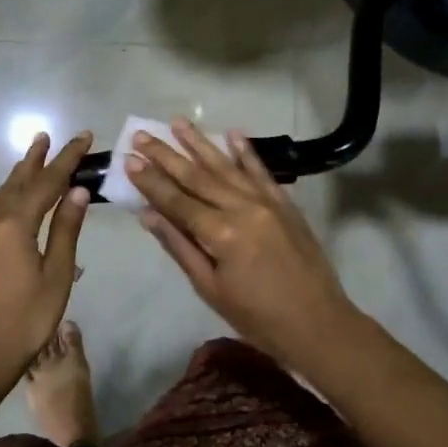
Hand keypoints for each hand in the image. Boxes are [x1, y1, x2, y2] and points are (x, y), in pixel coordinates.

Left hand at [0, 131, 92, 388]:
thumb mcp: (56, 274)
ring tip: (31, 159)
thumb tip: (78, 191)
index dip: (67, 159)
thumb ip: (66, 229)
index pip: (47, 182)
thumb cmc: (28, 318)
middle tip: (46, 136)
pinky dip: (5, 197)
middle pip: (18, 182)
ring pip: (1, 195)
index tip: (83, 137)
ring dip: (18, 175)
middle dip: (36, 159)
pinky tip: (8, 200)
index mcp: (16, 224)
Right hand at [127, 117, 362, 363]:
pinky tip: (233, 133)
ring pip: (227, 166)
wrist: (319, 324)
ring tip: (178, 121)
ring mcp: (267, 202)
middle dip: (167, 154)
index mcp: (221, 233)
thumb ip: (180, 247)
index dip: (150, 180)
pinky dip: (246, 152)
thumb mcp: (210, 289)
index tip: (128, 158)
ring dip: (200, 143)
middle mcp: (242, 207)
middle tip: (142, 134)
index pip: (176, 200)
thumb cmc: (257, 318)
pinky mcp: (286, 204)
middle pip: (197, 176)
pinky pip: (262, 171)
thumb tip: (149, 215)